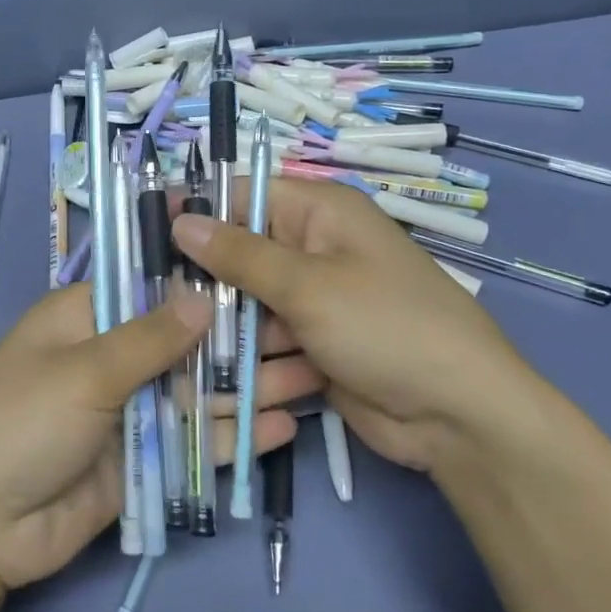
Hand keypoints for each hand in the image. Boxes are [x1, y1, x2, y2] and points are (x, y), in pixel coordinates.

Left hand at [0, 283, 316, 591]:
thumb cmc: (19, 422)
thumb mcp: (83, 371)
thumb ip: (148, 339)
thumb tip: (204, 297)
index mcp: (85, 317)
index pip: (151, 286)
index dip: (202, 280)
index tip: (261, 270)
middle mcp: (110, 357)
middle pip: (183, 342)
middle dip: (238, 338)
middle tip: (307, 329)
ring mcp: (128, 411)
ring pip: (195, 392)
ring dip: (246, 388)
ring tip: (313, 375)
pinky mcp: (141, 462)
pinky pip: (192, 443)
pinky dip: (232, 436)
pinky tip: (283, 427)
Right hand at [172, 177, 540, 472]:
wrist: (460, 417)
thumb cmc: (386, 328)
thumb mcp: (307, 286)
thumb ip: (238, 254)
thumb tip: (180, 220)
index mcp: (319, 212)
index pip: (243, 194)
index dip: (197, 211)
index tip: (149, 237)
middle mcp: (313, 247)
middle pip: (240, 252)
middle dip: (206, 280)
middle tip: (160, 303)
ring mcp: (314, 298)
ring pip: (247, 301)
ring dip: (225, 328)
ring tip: (183, 351)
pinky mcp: (314, 342)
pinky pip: (266, 339)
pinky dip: (251, 358)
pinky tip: (224, 381)